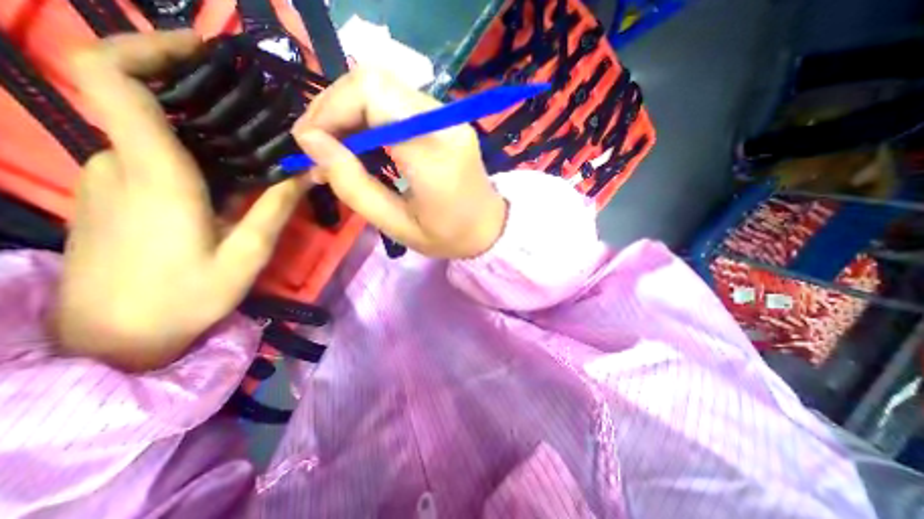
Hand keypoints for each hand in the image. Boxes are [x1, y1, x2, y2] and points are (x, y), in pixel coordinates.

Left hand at [55, 30, 310, 373]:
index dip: (149, 48)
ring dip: (204, 131)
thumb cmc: (188, 296)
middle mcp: (120, 164)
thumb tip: (306, 171)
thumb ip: (276, 207)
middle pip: (146, 103)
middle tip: (257, 111)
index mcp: (154, 175)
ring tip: (256, 147)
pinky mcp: (114, 194)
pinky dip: (193, 153)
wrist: (115, 337)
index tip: (204, 51)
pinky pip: (154, 157)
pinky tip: (230, 175)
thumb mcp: (248, 253)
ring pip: (157, 134)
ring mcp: (110, 178)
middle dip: (200, 95)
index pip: (113, 80)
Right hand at [294, 67, 503, 257]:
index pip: (371, 96)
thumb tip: (313, 144)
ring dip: (350, 110)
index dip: (329, 111)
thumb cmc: (448, 236)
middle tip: (318, 145)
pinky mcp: (447, 119)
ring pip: (384, 86)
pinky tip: (362, 142)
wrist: (489, 227)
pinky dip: (370, 115)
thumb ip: (354, 186)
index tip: (308, 145)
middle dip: (334, 107)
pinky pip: (398, 100)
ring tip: (335, 147)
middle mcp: (444, 122)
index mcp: (433, 154)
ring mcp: (449, 116)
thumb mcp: (397, 226)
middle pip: (374, 80)